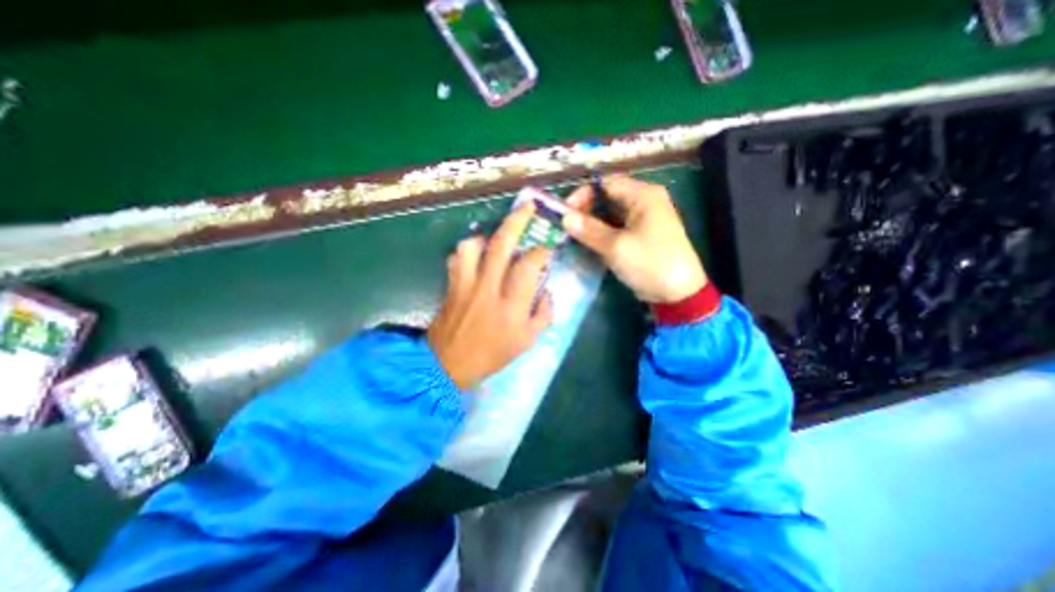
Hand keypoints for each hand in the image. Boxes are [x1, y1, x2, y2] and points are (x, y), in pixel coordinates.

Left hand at [425, 201, 552, 390]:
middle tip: (528, 207)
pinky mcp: (451, 285)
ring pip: (473, 245)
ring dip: (486, 236)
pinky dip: (466, 251)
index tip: (547, 248)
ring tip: (495, 238)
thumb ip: (543, 314)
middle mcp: (489, 288)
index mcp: (511, 306)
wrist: (448, 365)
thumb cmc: (492, 355)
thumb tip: (546, 290)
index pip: (529, 266)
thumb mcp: (527, 341)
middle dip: (517, 220)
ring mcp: (466, 284)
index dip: (541, 251)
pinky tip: (474, 256)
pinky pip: (457, 258)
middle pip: (502, 244)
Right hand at [564, 173, 702, 304]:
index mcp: (643, 195)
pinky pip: (616, 228)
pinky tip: (588, 244)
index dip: (583, 195)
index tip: (564, 212)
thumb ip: (589, 230)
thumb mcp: (616, 246)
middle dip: (585, 211)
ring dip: (592, 224)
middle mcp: (644, 202)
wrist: (678, 293)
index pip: (606, 184)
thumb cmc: (649, 263)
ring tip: (573, 237)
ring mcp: (643, 220)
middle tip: (566, 227)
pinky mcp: (640, 236)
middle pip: (607, 199)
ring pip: (610, 215)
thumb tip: (564, 217)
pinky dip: (601, 234)